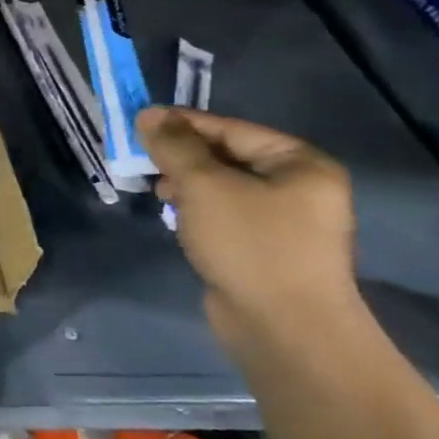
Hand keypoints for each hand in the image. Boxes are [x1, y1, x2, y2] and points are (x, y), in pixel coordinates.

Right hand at [138, 107, 362, 350]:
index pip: (231, 128)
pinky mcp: (264, 247)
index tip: (138, 123)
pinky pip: (224, 213)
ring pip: (222, 186)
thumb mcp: (204, 186)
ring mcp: (284, 220)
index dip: (183, 123)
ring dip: (185, 183)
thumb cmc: (250, 244)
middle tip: (141, 159)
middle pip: (227, 156)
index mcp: (300, 163)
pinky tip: (174, 215)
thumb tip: (149, 113)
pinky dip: (196, 208)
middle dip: (181, 156)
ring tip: (155, 190)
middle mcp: (299, 187)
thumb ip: (175, 147)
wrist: (284, 326)